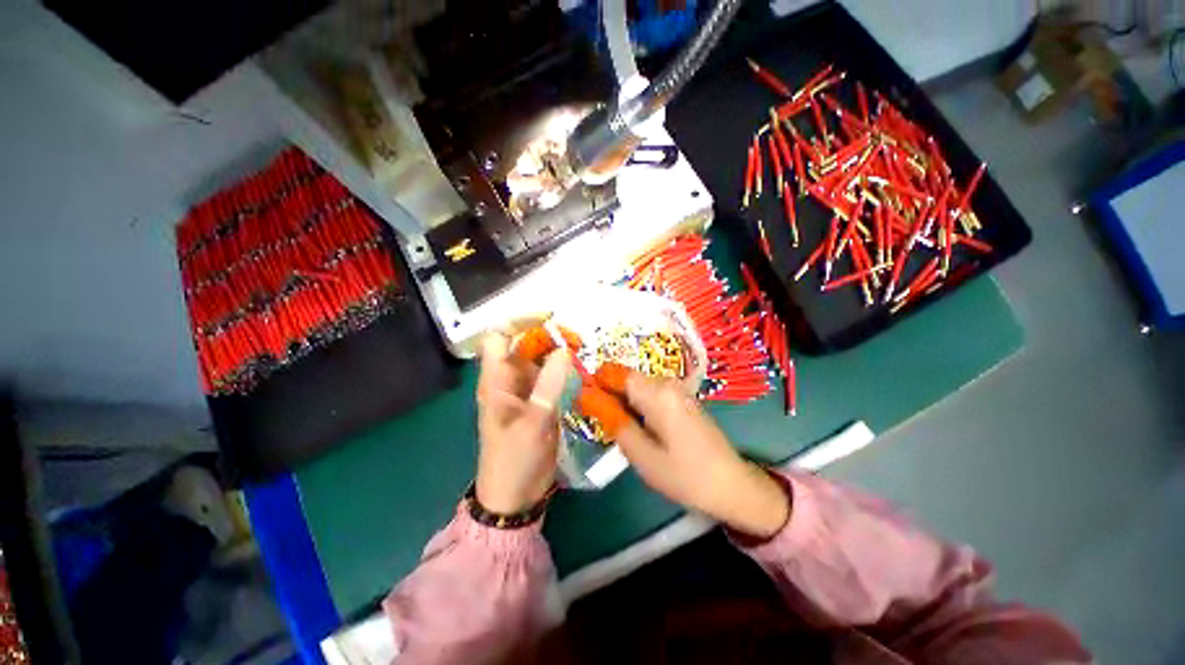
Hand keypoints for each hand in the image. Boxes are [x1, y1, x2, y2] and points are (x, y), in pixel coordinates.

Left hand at [474, 333, 570, 513]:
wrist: (515, 495)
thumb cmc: (513, 460)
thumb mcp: (532, 423)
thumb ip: (548, 386)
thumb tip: (564, 350)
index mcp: (496, 380)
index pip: (499, 337)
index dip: (520, 323)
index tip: (549, 320)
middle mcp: (510, 379)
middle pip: (524, 344)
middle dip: (548, 336)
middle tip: (576, 339)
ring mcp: (527, 390)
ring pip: (541, 359)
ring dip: (559, 352)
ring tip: (582, 350)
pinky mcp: (541, 401)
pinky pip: (553, 376)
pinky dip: (566, 369)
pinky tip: (582, 370)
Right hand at [589, 370, 789, 537]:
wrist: (733, 485)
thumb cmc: (685, 475)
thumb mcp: (641, 454)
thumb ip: (612, 420)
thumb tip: (586, 396)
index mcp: (657, 392)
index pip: (613, 372)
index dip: (596, 385)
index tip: (586, 406)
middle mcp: (667, 382)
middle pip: (625, 378)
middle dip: (609, 396)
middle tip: (604, 427)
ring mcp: (676, 388)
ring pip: (636, 386)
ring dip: (623, 403)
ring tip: (622, 431)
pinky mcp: (681, 397)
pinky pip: (650, 393)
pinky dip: (638, 407)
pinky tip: (641, 429)